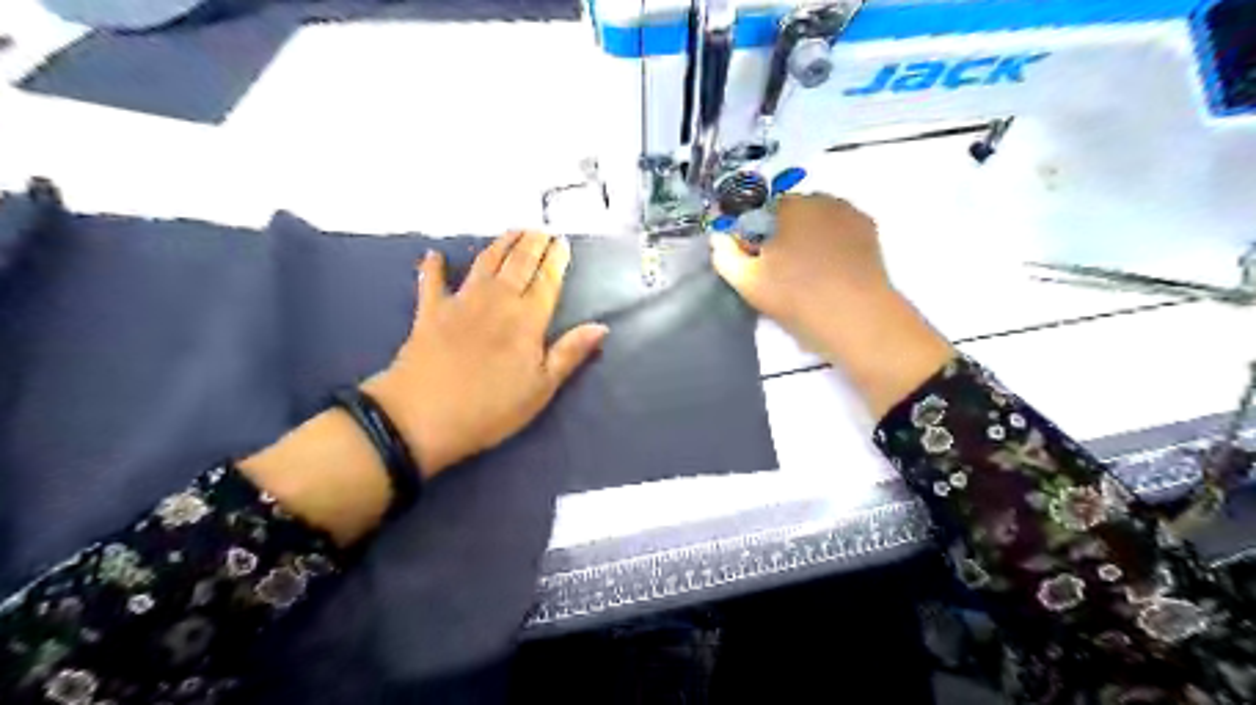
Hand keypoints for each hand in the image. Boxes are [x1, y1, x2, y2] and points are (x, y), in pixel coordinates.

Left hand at [364, 232, 608, 477]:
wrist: (422, 417)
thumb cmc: (491, 408)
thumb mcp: (541, 388)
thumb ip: (570, 353)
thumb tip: (602, 326)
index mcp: (527, 319)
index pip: (546, 280)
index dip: (556, 259)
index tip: (563, 241)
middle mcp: (496, 300)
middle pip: (518, 263)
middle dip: (532, 243)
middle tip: (542, 229)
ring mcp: (460, 302)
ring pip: (485, 262)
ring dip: (500, 244)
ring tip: (513, 231)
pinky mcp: (430, 312)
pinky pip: (432, 282)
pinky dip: (434, 267)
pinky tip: (435, 254)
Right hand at [710, 191, 947, 417]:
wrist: (855, 317)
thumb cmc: (797, 296)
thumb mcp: (748, 282)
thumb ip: (726, 256)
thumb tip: (717, 238)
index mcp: (791, 206)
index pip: (765, 210)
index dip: (757, 233)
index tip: (758, 258)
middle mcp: (823, 200)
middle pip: (795, 212)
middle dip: (785, 232)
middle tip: (781, 268)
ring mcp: (851, 214)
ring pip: (820, 220)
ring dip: (811, 236)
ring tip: (808, 272)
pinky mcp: (871, 233)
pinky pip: (842, 231)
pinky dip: (834, 243)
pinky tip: (832, 270)